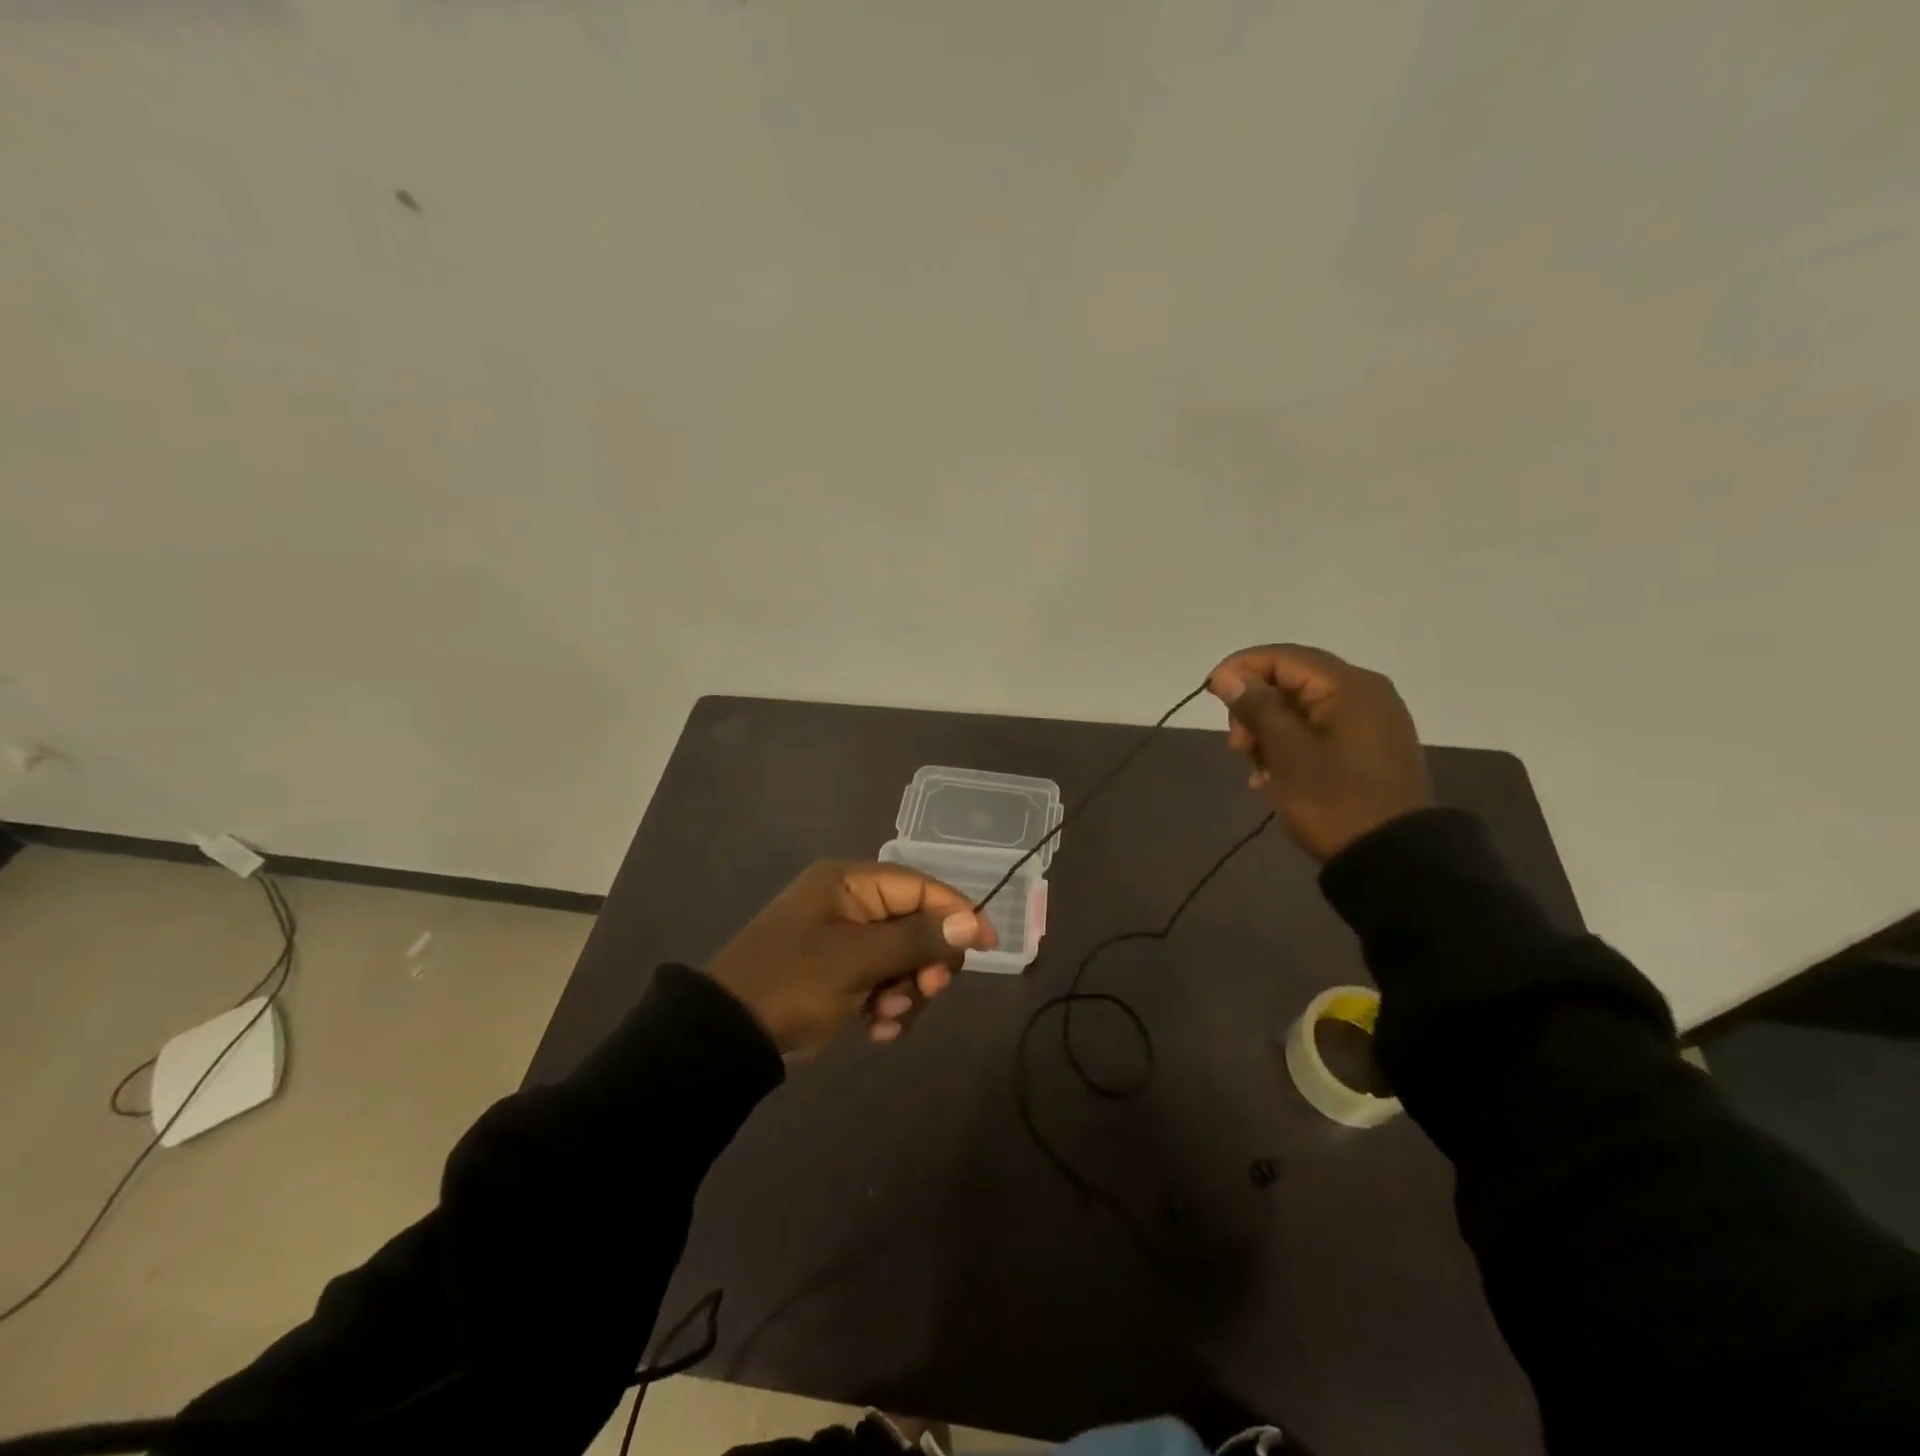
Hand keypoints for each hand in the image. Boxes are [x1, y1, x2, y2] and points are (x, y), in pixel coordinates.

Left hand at [705, 860, 996, 1055]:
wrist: (727, 1039)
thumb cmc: (792, 983)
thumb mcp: (858, 960)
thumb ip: (917, 940)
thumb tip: (972, 923)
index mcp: (850, 884)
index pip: (920, 887)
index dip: (957, 912)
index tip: (987, 944)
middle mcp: (850, 905)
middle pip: (915, 925)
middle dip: (926, 963)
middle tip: (928, 990)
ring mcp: (844, 942)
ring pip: (903, 960)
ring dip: (906, 992)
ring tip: (887, 1017)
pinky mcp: (840, 976)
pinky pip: (883, 984)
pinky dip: (887, 1007)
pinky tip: (875, 1030)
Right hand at [1207, 643, 1432, 861]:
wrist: (1393, 858)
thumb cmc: (1334, 801)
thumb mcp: (1287, 753)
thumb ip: (1256, 707)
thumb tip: (1228, 676)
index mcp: (1349, 686)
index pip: (1284, 657)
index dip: (1241, 669)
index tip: (1210, 693)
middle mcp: (1365, 693)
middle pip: (1292, 681)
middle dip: (1255, 708)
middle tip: (1237, 746)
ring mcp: (1370, 721)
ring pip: (1301, 709)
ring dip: (1269, 732)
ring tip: (1255, 769)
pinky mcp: (1369, 747)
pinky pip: (1318, 731)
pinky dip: (1290, 745)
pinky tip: (1272, 777)